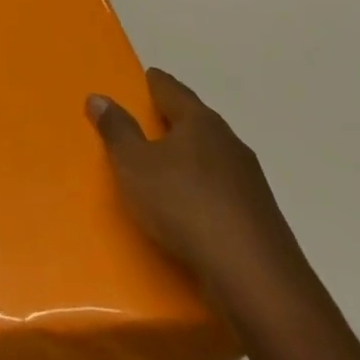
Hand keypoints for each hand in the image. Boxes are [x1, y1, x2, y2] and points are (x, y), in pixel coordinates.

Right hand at [88, 70, 303, 310]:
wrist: (255, 280)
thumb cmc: (185, 206)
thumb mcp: (134, 164)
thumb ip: (116, 130)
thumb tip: (99, 97)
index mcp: (200, 122)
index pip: (172, 89)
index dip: (154, 83)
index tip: (143, 79)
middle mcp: (230, 143)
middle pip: (195, 122)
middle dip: (172, 121)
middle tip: (144, 123)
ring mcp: (251, 183)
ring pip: (211, 159)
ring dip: (189, 160)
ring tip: (163, 169)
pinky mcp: (260, 219)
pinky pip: (221, 192)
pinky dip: (202, 192)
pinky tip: (189, 209)